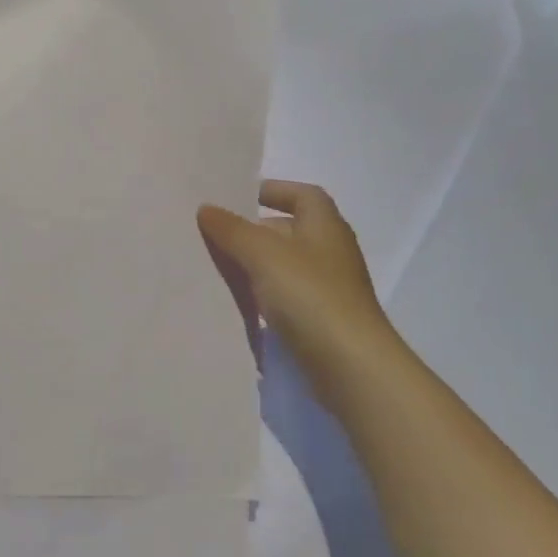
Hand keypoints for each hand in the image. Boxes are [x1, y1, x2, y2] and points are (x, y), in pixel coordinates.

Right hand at [198, 180, 403, 404]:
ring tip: (218, 269)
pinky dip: (265, 297)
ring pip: (285, 267)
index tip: (239, 198)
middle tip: (216, 236)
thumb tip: (206, 208)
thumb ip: (232, 229)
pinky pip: (287, 299)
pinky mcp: (322, 321)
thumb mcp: (263, 254)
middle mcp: (331, 252)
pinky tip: (239, 306)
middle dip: (255, 231)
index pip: (302, 195)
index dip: (273, 190)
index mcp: (325, 225)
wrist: (351, 366)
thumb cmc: (310, 296)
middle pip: (290, 230)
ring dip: (257, 266)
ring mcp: (329, 289)